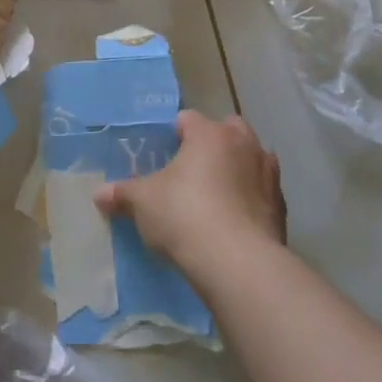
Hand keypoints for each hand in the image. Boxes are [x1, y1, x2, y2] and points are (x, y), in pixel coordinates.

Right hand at [96, 111, 285, 274]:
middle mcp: (244, 145)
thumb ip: (122, 194)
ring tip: (215, 194)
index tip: (162, 151)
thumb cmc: (184, 215)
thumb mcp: (142, 203)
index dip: (173, 132)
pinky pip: (261, 193)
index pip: (188, 119)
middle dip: (213, 143)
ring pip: (251, 160)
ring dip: (237, 169)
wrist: (238, 263)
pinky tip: (232, 220)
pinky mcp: (281, 208)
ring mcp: (268, 175)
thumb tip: (100, 194)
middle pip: (229, 130)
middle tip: (191, 168)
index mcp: (210, 134)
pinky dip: (249, 199)